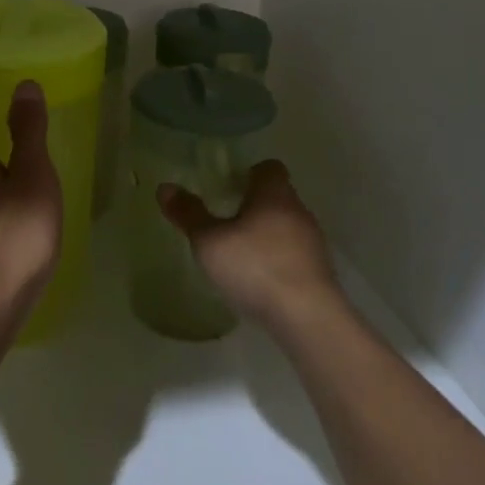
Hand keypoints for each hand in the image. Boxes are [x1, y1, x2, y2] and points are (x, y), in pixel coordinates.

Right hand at [158, 160, 340, 329]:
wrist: (307, 316)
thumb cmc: (255, 267)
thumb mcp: (210, 242)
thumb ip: (189, 214)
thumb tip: (165, 187)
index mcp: (274, 193)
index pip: (269, 167)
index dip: (249, 172)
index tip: (228, 186)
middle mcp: (298, 210)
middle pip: (277, 196)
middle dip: (254, 205)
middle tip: (226, 219)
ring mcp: (313, 242)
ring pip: (287, 226)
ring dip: (267, 234)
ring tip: (240, 252)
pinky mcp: (319, 271)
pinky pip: (294, 254)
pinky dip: (278, 259)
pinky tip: (260, 279)